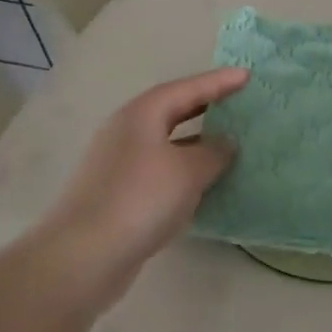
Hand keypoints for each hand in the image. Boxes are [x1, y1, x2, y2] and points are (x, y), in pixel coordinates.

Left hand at [35, 68, 248, 300]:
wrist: (84, 256)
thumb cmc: (141, 199)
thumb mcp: (188, 171)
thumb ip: (214, 152)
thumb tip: (226, 142)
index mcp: (142, 114)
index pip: (187, 89)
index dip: (219, 82)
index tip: (247, 75)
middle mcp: (127, 131)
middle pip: (172, 111)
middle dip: (205, 106)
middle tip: (237, 103)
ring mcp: (119, 164)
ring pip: (166, 143)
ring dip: (196, 142)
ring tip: (228, 144)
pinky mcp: (118, 194)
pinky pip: (161, 171)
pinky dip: (185, 171)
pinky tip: (204, 184)